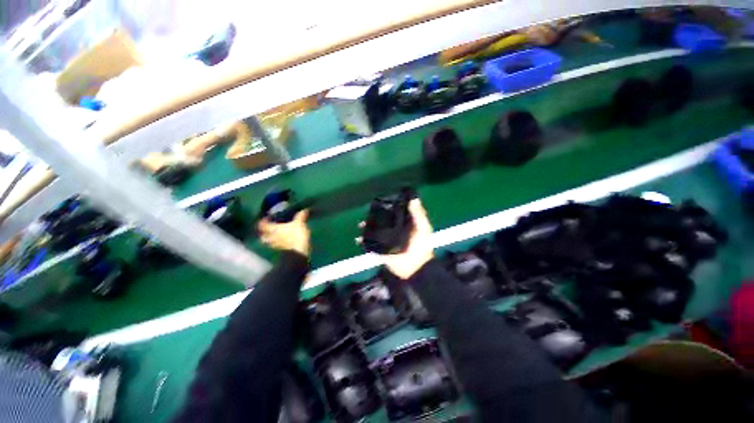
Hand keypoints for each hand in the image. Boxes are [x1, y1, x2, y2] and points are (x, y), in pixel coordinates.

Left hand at [258, 210, 310, 256]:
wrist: (299, 250)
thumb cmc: (296, 235)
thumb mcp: (299, 223)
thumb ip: (300, 216)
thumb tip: (304, 210)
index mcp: (273, 229)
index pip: (262, 225)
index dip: (263, 221)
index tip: (266, 218)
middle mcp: (272, 237)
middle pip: (263, 235)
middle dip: (263, 232)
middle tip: (268, 227)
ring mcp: (275, 244)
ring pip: (268, 241)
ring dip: (269, 238)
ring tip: (274, 234)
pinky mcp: (281, 249)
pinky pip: (275, 245)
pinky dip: (276, 242)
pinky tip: (282, 240)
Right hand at [358, 199, 433, 279]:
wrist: (415, 267)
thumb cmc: (421, 246)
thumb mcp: (423, 228)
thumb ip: (418, 214)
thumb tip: (414, 199)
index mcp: (404, 224)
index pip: (395, 212)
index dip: (389, 206)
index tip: (382, 200)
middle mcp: (394, 230)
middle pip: (382, 220)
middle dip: (374, 216)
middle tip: (368, 212)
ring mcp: (387, 240)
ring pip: (374, 231)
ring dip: (367, 227)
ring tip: (361, 224)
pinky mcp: (381, 249)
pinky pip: (370, 244)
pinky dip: (364, 241)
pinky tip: (358, 239)